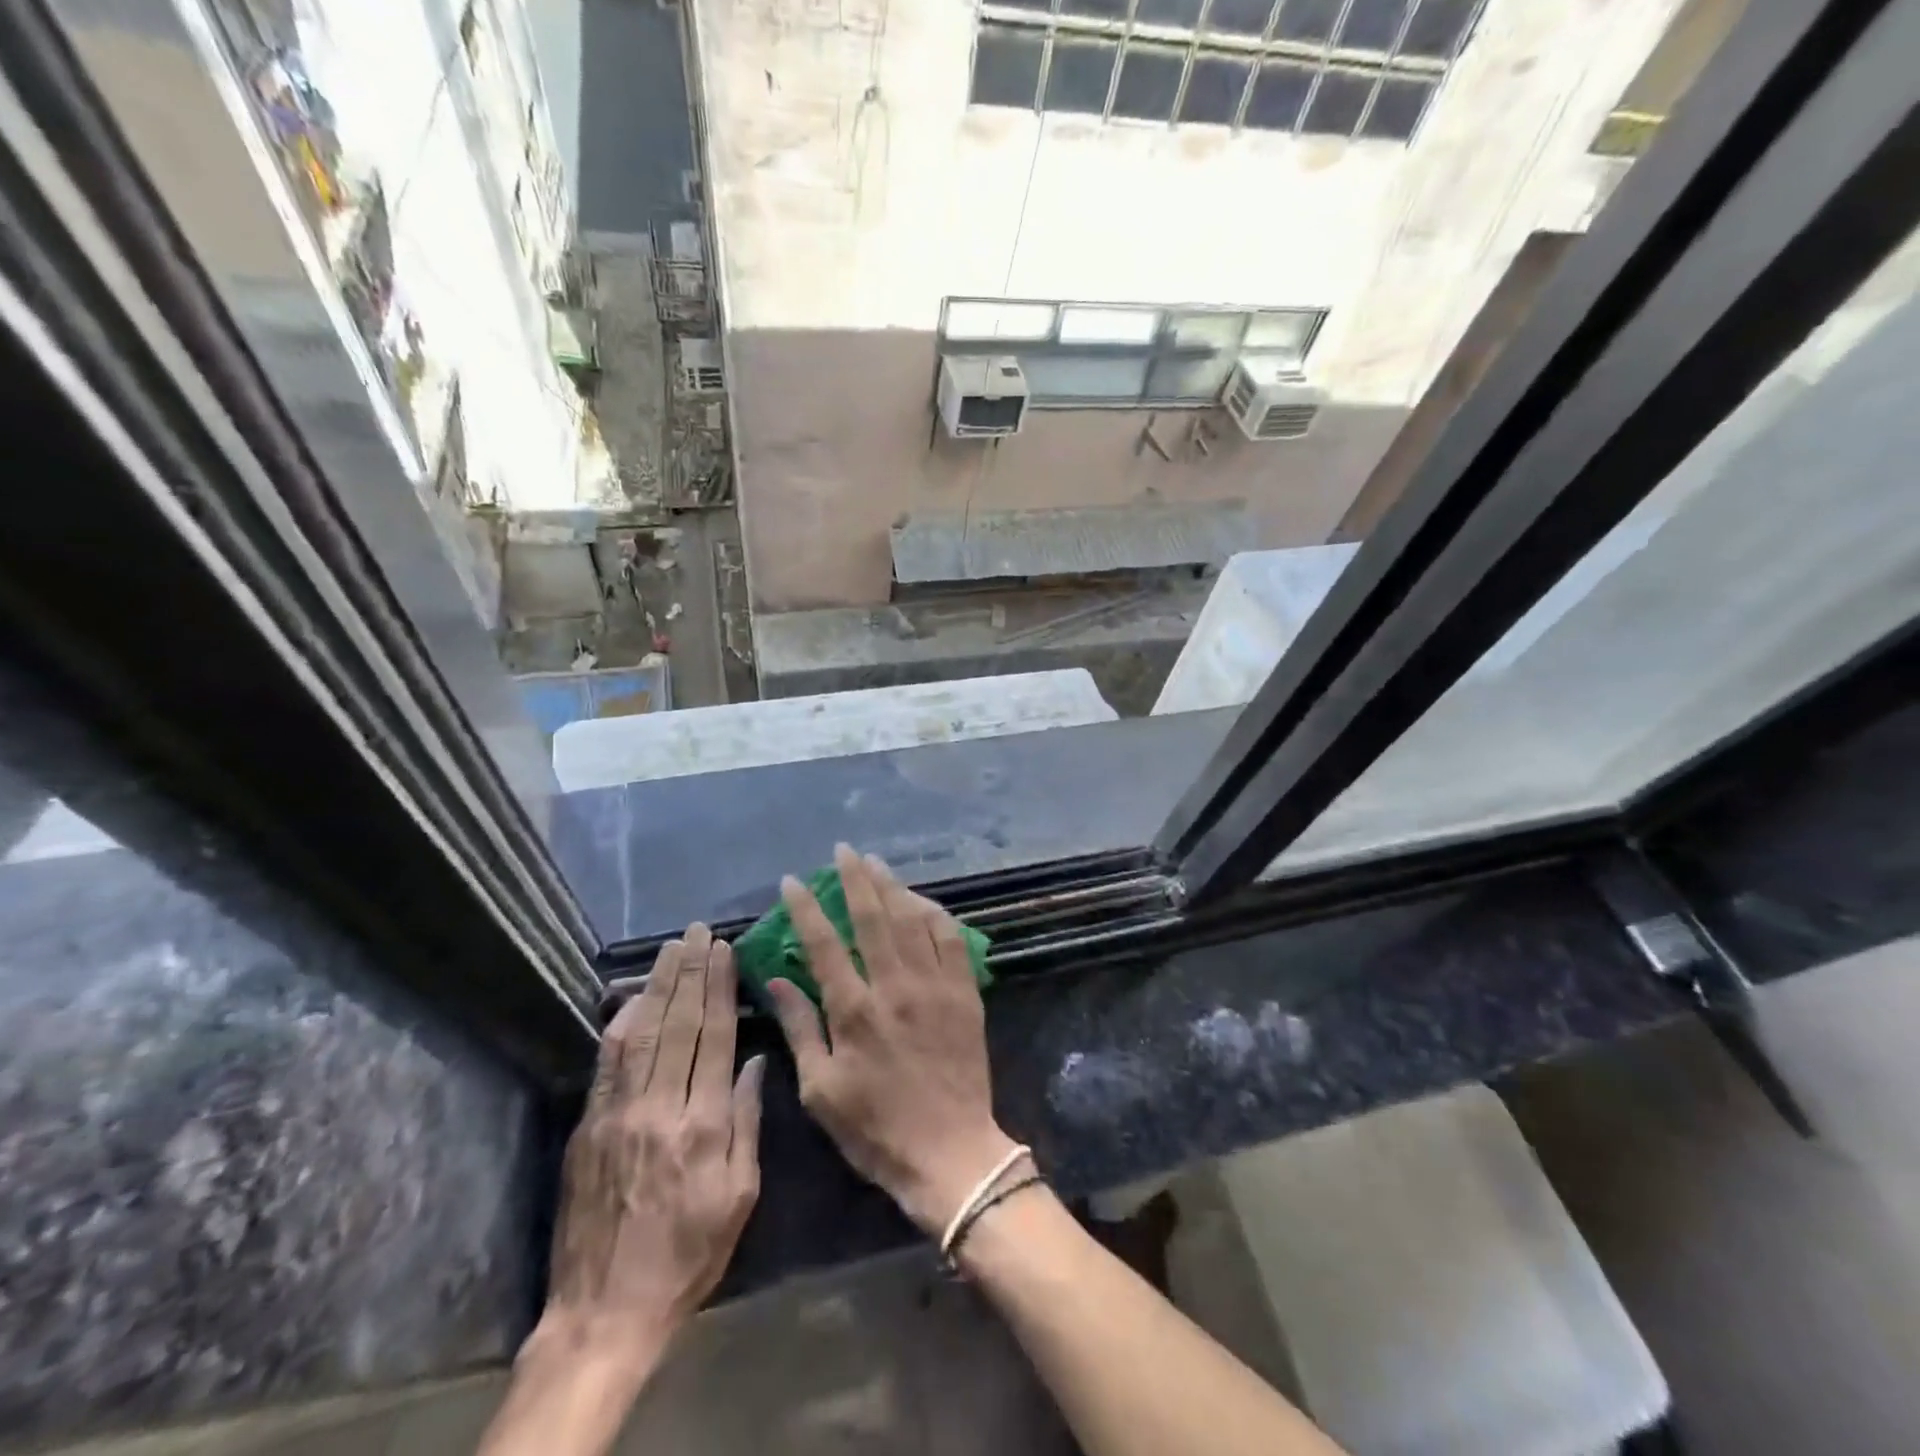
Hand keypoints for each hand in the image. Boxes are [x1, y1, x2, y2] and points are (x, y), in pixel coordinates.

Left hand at [544, 924, 763, 1369]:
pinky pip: (607, 1063)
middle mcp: (660, 1108)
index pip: (715, 1038)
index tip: (725, 950)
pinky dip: (622, 1023)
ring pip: (641, 1033)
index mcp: (703, 1125)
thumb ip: (748, 1122)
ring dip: (658, 986)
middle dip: (691, 972)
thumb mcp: (740, 1196)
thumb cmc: (688, 1255)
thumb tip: (756, 1061)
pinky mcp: (588, 1127)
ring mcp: (618, 1115)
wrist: (604, 1313)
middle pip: (679, 1024)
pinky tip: (634, 997)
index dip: (720, 988)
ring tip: (671, 948)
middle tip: (698, 932)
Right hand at [766, 844, 1018, 1235]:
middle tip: (844, 851)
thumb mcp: (821, 1090)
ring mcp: (935, 986)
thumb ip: (801, 1028)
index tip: (793, 881)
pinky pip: (951, 939)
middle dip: (856, 879)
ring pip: (913, 920)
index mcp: (855, 1012)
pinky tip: (922, 901)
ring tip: (876, 864)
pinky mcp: (965, 993)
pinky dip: (935, 914)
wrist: (951, 1152)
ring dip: (893, 887)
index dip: (806, 908)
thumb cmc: (876, 1129)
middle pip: (873, 918)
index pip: (824, 944)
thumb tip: (777, 980)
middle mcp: (895, 987)